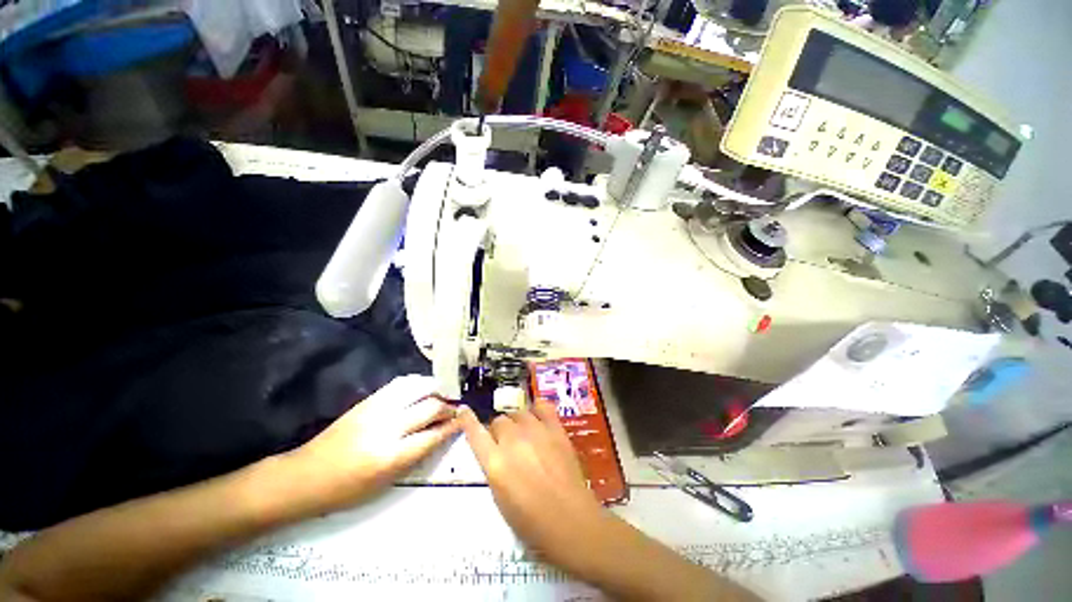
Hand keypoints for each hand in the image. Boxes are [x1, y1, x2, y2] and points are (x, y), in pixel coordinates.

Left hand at [285, 375, 460, 511]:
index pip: (432, 435)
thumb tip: (438, 436)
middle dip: (447, 407)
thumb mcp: (385, 483)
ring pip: (417, 388)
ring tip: (443, 394)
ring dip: (435, 390)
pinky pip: (400, 384)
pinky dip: (417, 383)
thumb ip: (414, 457)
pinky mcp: (368, 401)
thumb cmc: (346, 490)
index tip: (463, 422)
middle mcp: (387, 427)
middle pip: (429, 407)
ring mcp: (376, 410)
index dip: (451, 427)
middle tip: (455, 409)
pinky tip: (423, 387)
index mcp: (390, 456)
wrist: (306, 476)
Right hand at [457, 400, 607, 572]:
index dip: (467, 421)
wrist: (571, 522)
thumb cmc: (532, 522)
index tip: (463, 411)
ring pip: (518, 413)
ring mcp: (536, 431)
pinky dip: (537, 410)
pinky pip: (543, 406)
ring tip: (524, 437)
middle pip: (499, 421)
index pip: (475, 434)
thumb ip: (494, 469)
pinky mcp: (556, 429)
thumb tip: (494, 450)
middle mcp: (513, 441)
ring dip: (517, 423)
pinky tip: (538, 418)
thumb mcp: (501, 500)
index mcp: (496, 463)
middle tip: (507, 446)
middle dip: (499, 432)